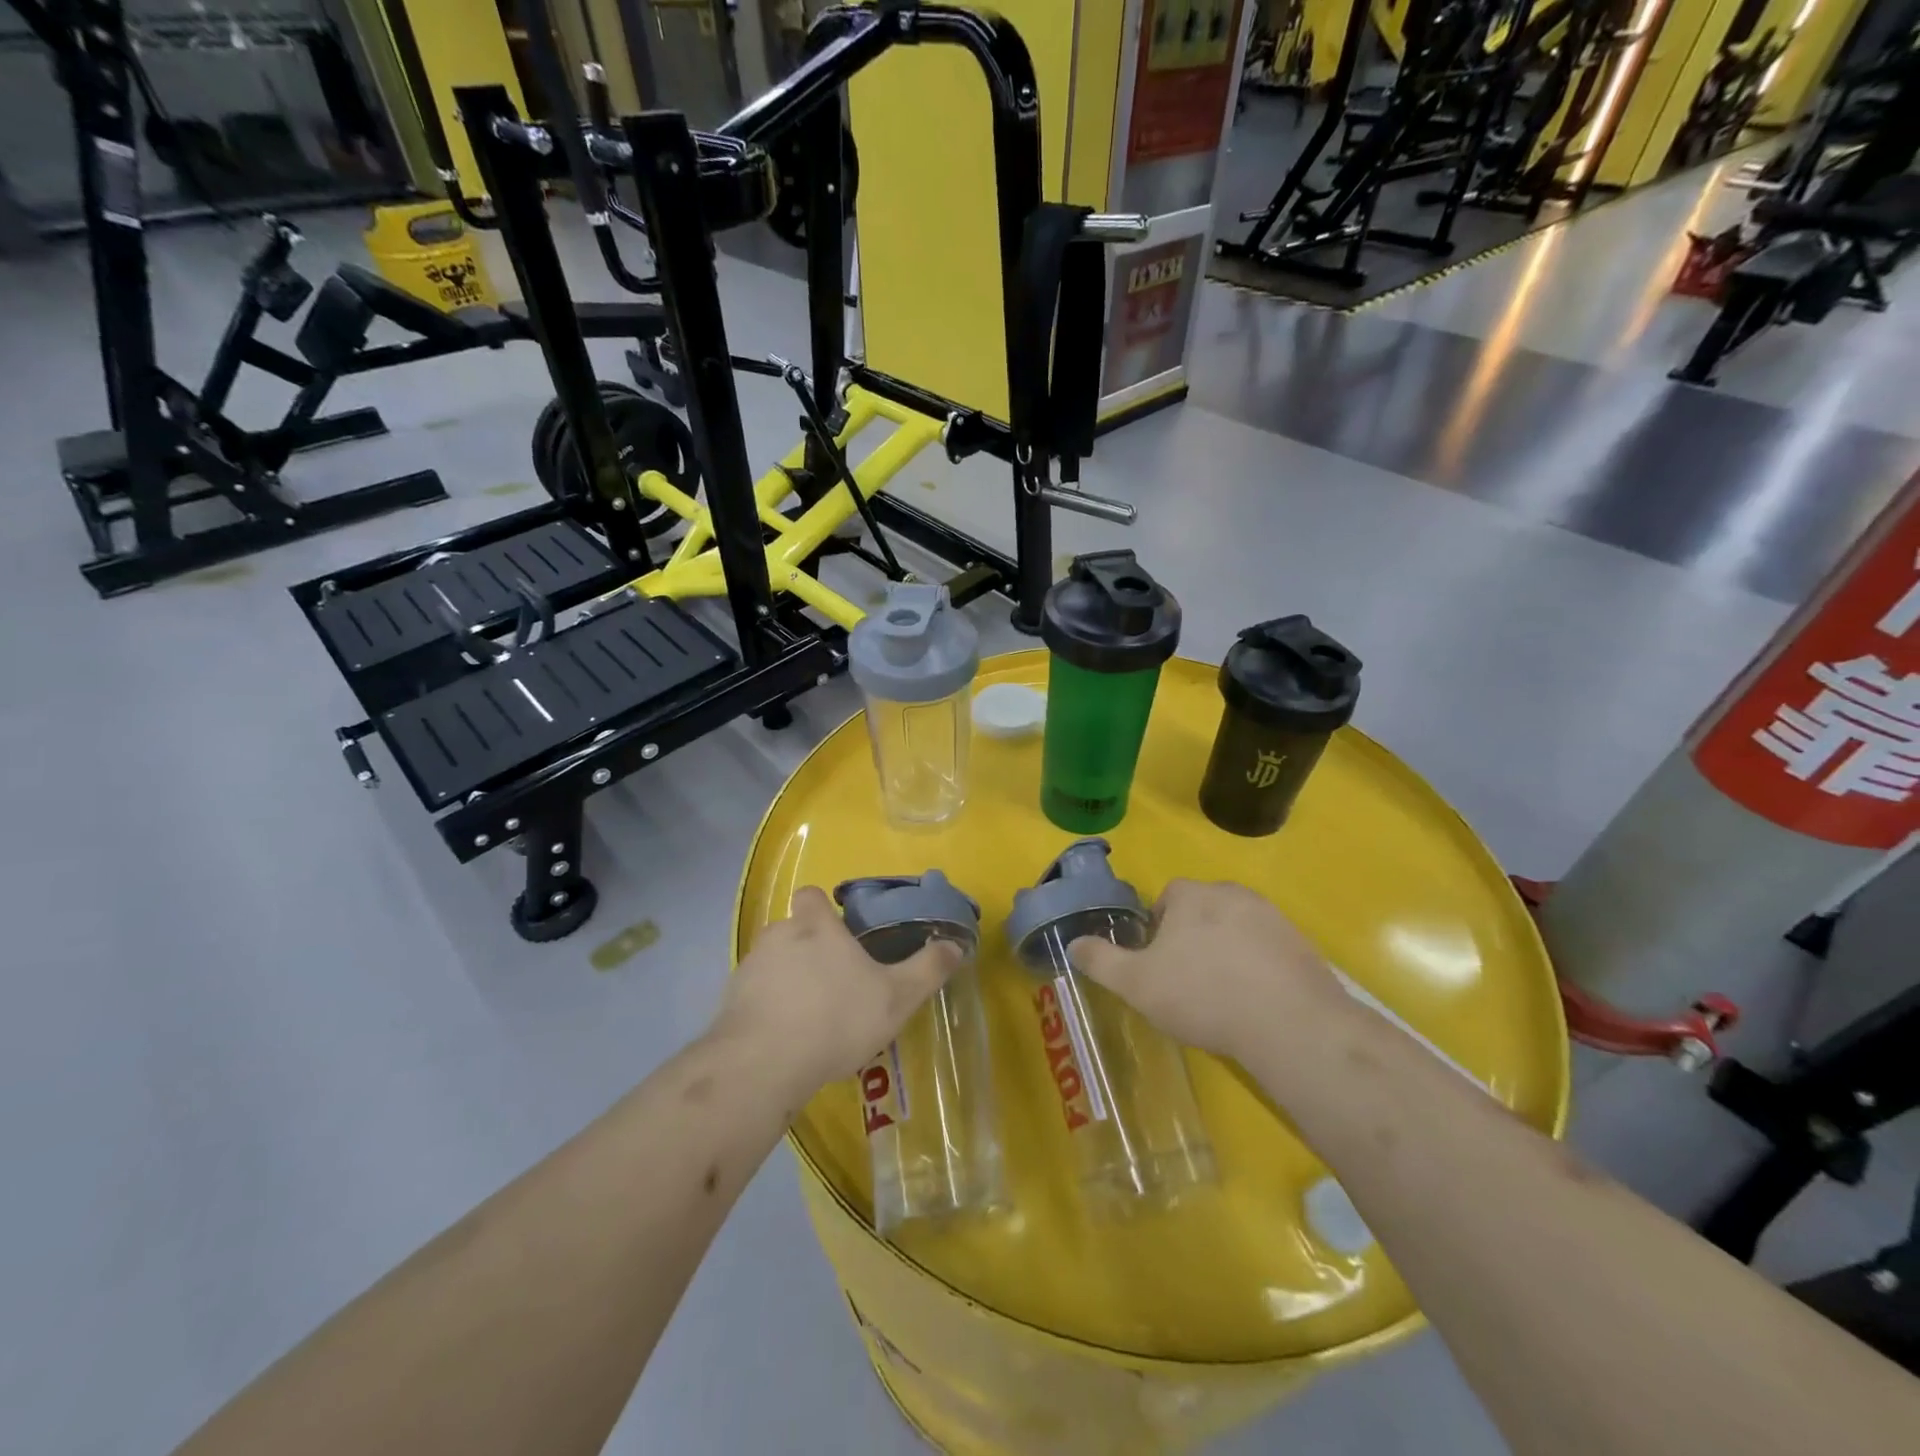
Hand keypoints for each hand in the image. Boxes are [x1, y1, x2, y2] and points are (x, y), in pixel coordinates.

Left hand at [713, 886, 960, 1099]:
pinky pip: (753, 995)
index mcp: (815, 926)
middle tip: (832, 983)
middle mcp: (778, 936)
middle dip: (807, 949)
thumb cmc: (836, 1018)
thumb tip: (955, 945)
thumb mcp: (897, 996)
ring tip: (808, 1017)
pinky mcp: (729, 1002)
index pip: (811, 895)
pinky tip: (783, 1039)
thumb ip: (927, 969)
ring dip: (786, 980)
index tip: (837, 932)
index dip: (821, 909)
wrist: (764, 1064)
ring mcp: (749, 968)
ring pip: (771, 963)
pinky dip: (766, 1008)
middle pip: (791, 929)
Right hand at [1069, 878, 1345, 1065]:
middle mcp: (1233, 894)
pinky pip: (1270, 952)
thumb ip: (1101, 960)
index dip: (1157, 929)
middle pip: (1203, 911)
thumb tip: (1073, 943)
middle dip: (1193, 939)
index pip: (1167, 898)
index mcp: (1192, 895)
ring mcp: (1273, 918)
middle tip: (1187, 982)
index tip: (1158, 964)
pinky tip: (1256, 1005)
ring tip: (1223, 997)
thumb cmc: (1202, 995)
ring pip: (1237, 930)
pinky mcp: (1303, 946)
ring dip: (1228, 953)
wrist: (1289, 1024)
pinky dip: (1259, 970)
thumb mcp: (1136, 983)